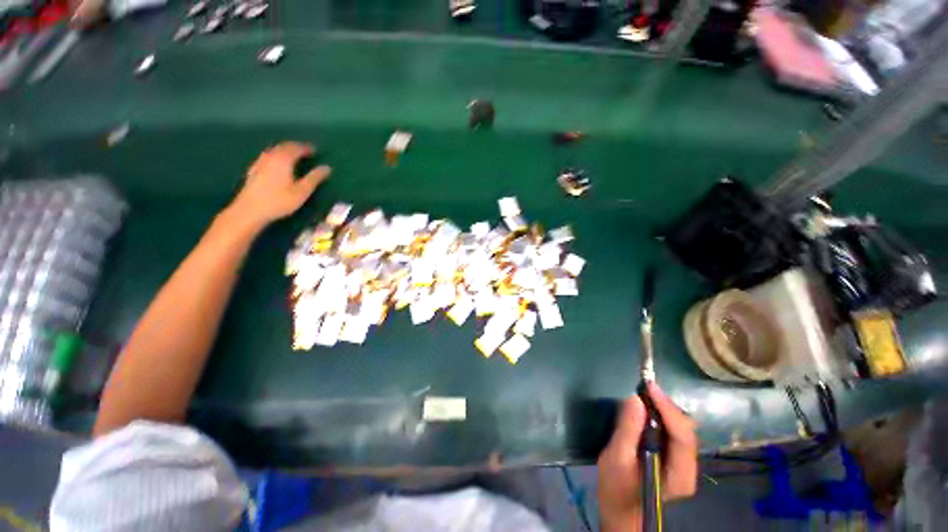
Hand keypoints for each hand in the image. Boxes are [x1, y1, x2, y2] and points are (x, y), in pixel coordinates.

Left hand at [229, 142, 331, 228]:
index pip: (297, 148)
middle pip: (284, 146)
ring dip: (285, 150)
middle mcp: (271, 156)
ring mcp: (260, 162)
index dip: (307, 148)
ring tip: (294, 155)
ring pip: (275, 150)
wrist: (250, 210)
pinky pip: (268, 156)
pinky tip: (278, 163)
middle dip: (296, 146)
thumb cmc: (279, 201)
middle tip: (306, 150)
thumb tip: (327, 167)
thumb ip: (314, 178)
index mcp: (284, 159)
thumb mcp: (302, 191)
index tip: (316, 150)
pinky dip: (277, 156)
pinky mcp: (254, 169)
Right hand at [597, 383, 698, 531]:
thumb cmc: (616, 487)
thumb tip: (635, 399)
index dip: (667, 408)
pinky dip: (660, 415)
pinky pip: (671, 430)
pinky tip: (646, 408)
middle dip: (665, 406)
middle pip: (684, 430)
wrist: (620, 508)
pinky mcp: (673, 456)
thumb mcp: (616, 458)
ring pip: (680, 428)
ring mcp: (682, 463)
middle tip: (643, 388)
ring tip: (643, 393)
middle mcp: (688, 468)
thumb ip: (627, 429)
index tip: (649, 386)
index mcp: (680, 475)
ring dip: (663, 408)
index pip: (682, 436)